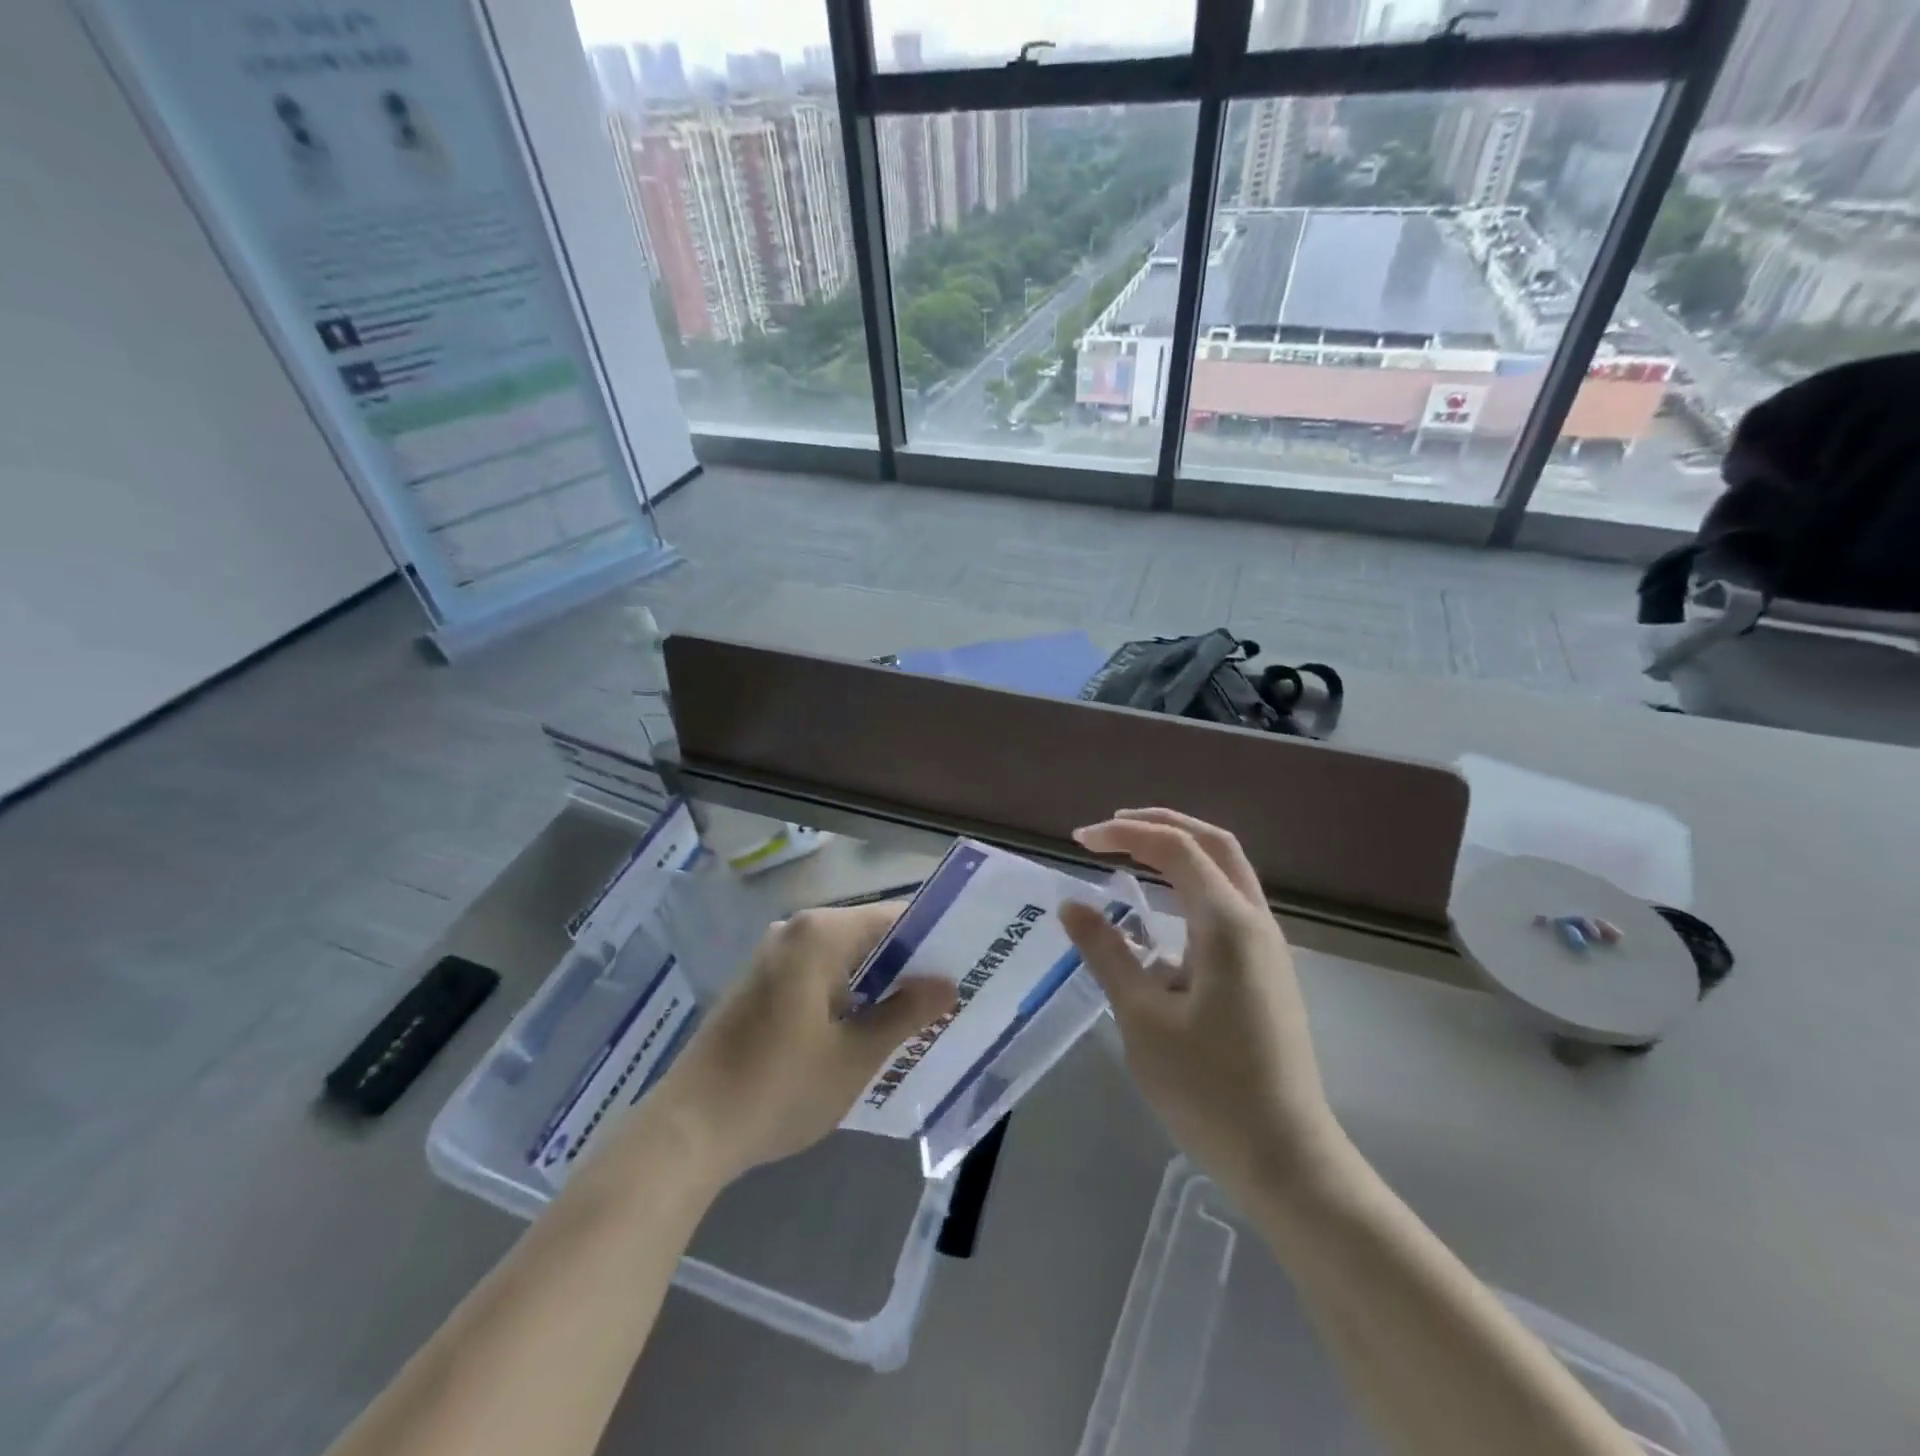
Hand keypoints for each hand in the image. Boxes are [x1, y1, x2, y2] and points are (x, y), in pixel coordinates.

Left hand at [650, 903, 956, 1182]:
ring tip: (918, 1012)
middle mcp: (796, 931)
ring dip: (878, 980)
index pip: (894, 916)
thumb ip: (904, 1013)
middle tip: (949, 992)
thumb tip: (946, 985)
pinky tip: (867, 1025)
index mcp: (821, 934)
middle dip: (908, 962)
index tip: (965, 961)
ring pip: (843, 955)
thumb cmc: (779, 1087)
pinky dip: (847, 990)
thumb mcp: (854, 1056)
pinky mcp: (760, 983)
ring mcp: (773, 956)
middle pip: (868, 933)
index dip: (932, 937)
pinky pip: (818, 972)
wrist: (688, 1130)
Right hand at [1059, 809, 1344, 1200]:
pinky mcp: (1267, 969)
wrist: (1286, 1156)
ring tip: (1129, 855)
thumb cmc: (1208, 1088)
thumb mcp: (1142, 1018)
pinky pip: (1229, 903)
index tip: (1079, 840)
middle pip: (1213, 843)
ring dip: (1180, 851)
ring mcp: (1267, 945)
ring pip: (1227, 870)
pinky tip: (1160, 913)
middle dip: (1161, 824)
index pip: (1175, 848)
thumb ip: (1107, 952)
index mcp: (1227, 924)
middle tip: (1110, 829)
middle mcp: (1254, 921)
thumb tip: (1072, 905)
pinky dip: (1192, 885)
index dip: (1124, 833)